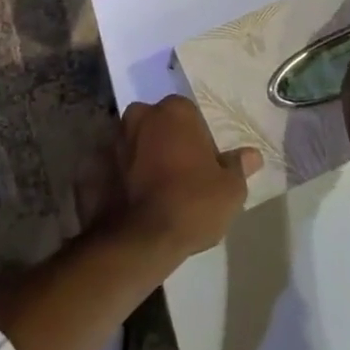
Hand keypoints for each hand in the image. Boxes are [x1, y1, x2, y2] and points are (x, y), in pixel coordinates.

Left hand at [108, 96, 261, 259]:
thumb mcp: (230, 189)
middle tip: (183, 177)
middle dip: (170, 143)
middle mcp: (141, 115)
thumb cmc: (192, 203)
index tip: (206, 167)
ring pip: (138, 143)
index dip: (200, 141)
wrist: (140, 239)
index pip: (191, 116)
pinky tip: (138, 200)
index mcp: (174, 111)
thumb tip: (252, 155)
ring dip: (147, 158)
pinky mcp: (96, 165)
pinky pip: (119, 166)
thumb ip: (239, 166)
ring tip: (160, 192)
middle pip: (161, 125)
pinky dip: (126, 176)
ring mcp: (115, 138)